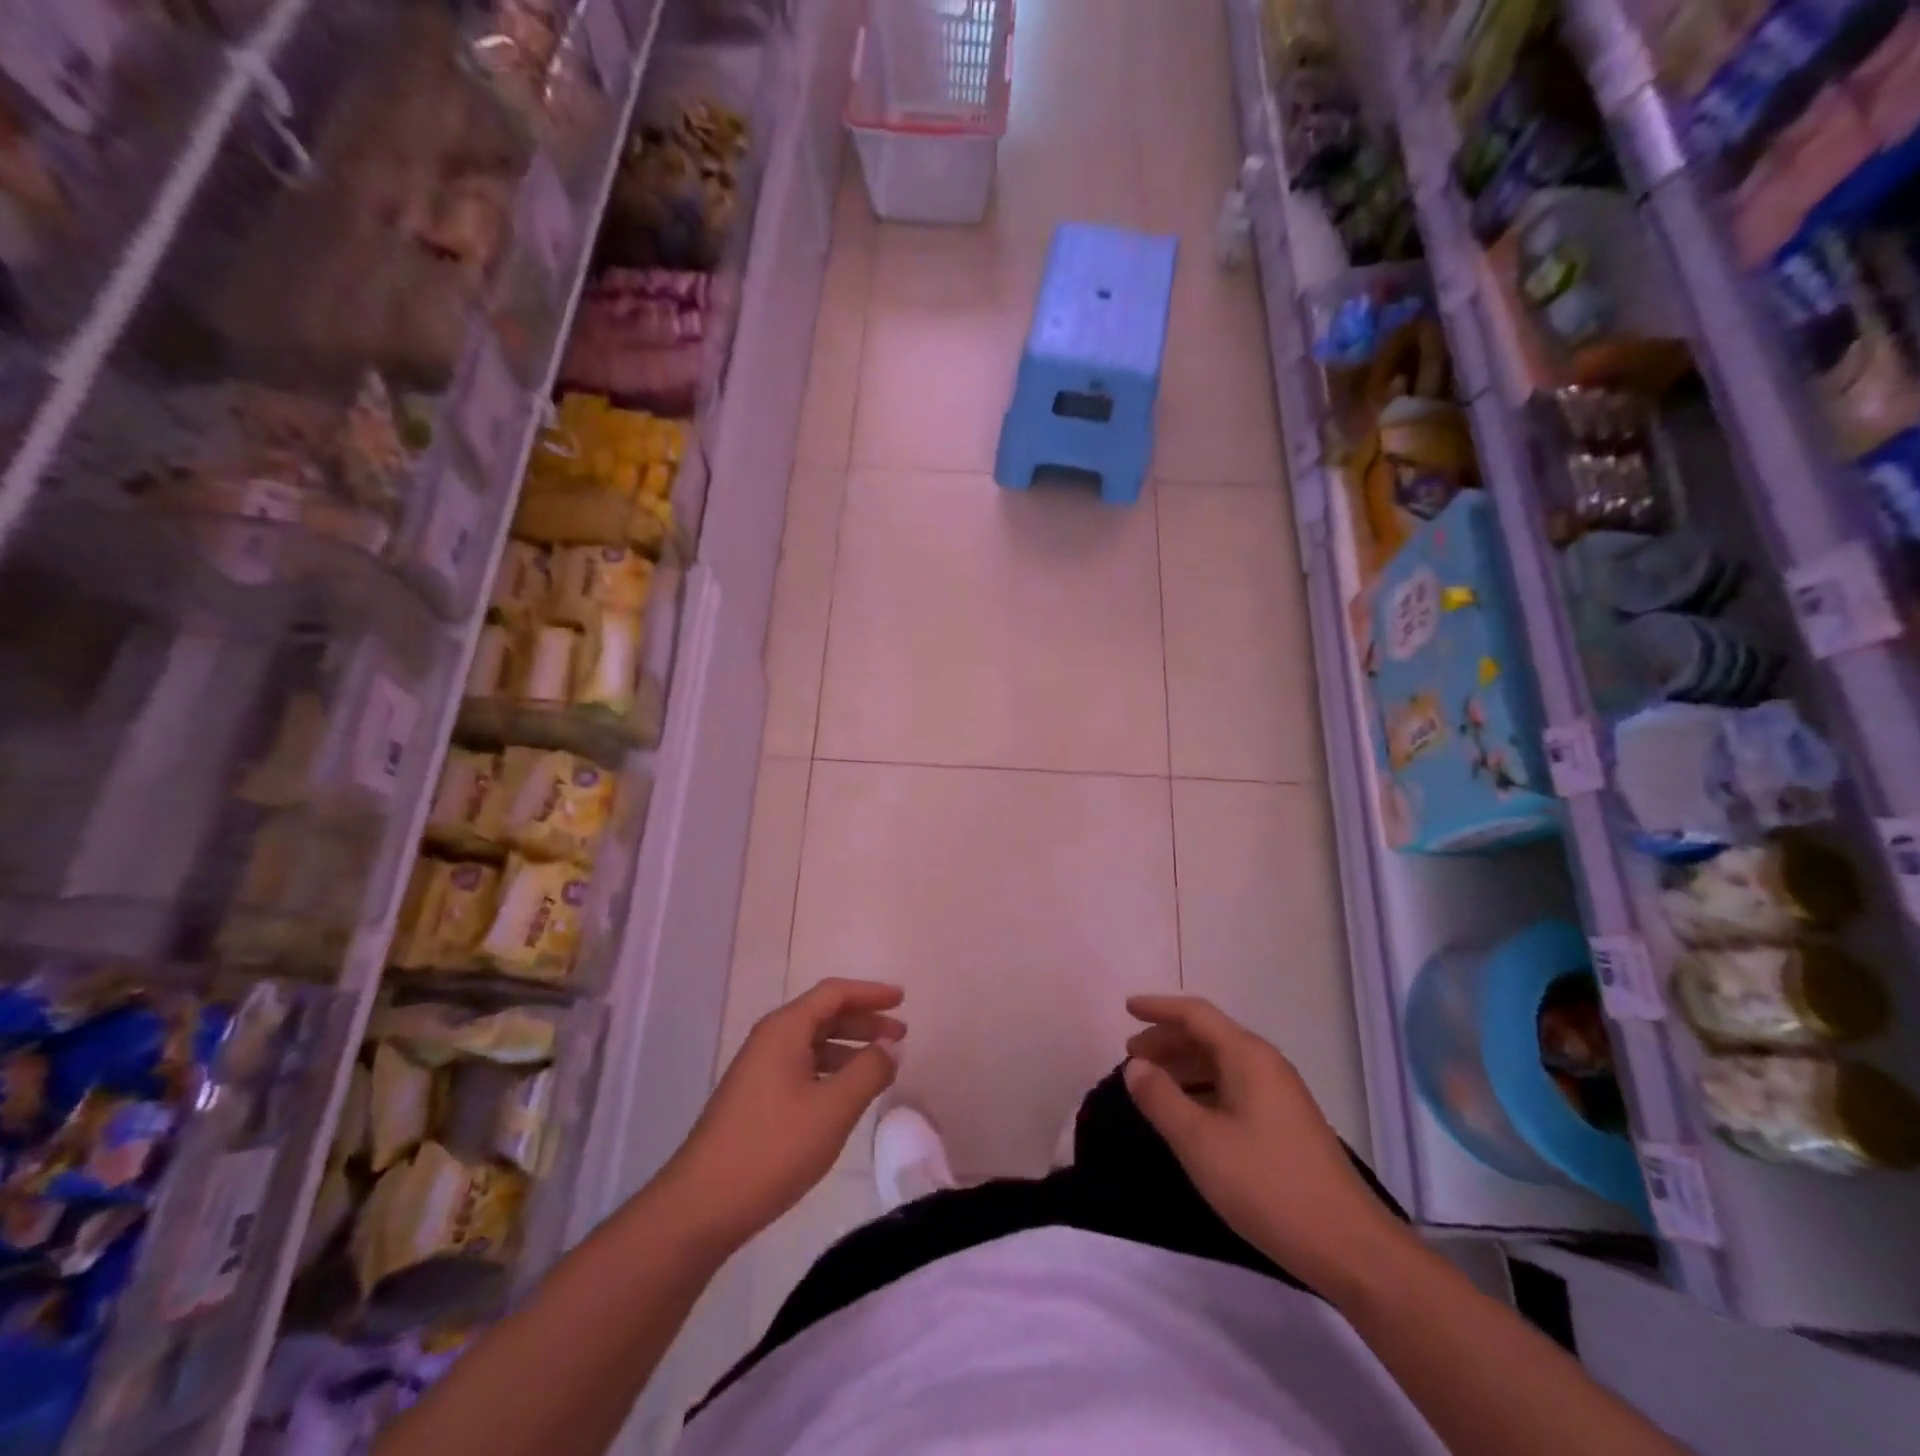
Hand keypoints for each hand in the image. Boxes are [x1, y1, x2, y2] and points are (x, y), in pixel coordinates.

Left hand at [662, 979, 903, 1252]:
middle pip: (824, 1015)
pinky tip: (846, 1094)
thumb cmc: (773, 1148)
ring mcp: (759, 1069)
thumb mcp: (833, 1109)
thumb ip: (868, 1072)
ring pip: (813, 1043)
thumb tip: (890, 1047)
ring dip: (849, 1048)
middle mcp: (770, 1040)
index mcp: (785, 1030)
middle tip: (900, 1035)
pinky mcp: (756, 1098)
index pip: (834, 993)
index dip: (871, 993)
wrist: (702, 1205)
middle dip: (864, 1021)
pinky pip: (802, 1067)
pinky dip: (831, 1070)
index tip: (902, 999)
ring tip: (881, 1066)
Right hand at [1123, 994, 1411, 1295]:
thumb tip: (1135, 1066)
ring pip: (1222, 1064)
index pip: (1196, 1014)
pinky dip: (1203, 1089)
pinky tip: (1189, 1116)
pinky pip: (1234, 1088)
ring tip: (1152, 1086)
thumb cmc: (1268, 1186)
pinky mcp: (1286, 1125)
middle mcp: (1266, 1065)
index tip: (1126, 1008)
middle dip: (1167, 1041)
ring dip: (1183, 1066)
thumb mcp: (1200, 1143)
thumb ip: (1161, 1099)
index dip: (1158, 1008)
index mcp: (1248, 1057)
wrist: (1350, 1248)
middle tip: (1131, 1058)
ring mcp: (1280, 1096)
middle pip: (1208, 1036)